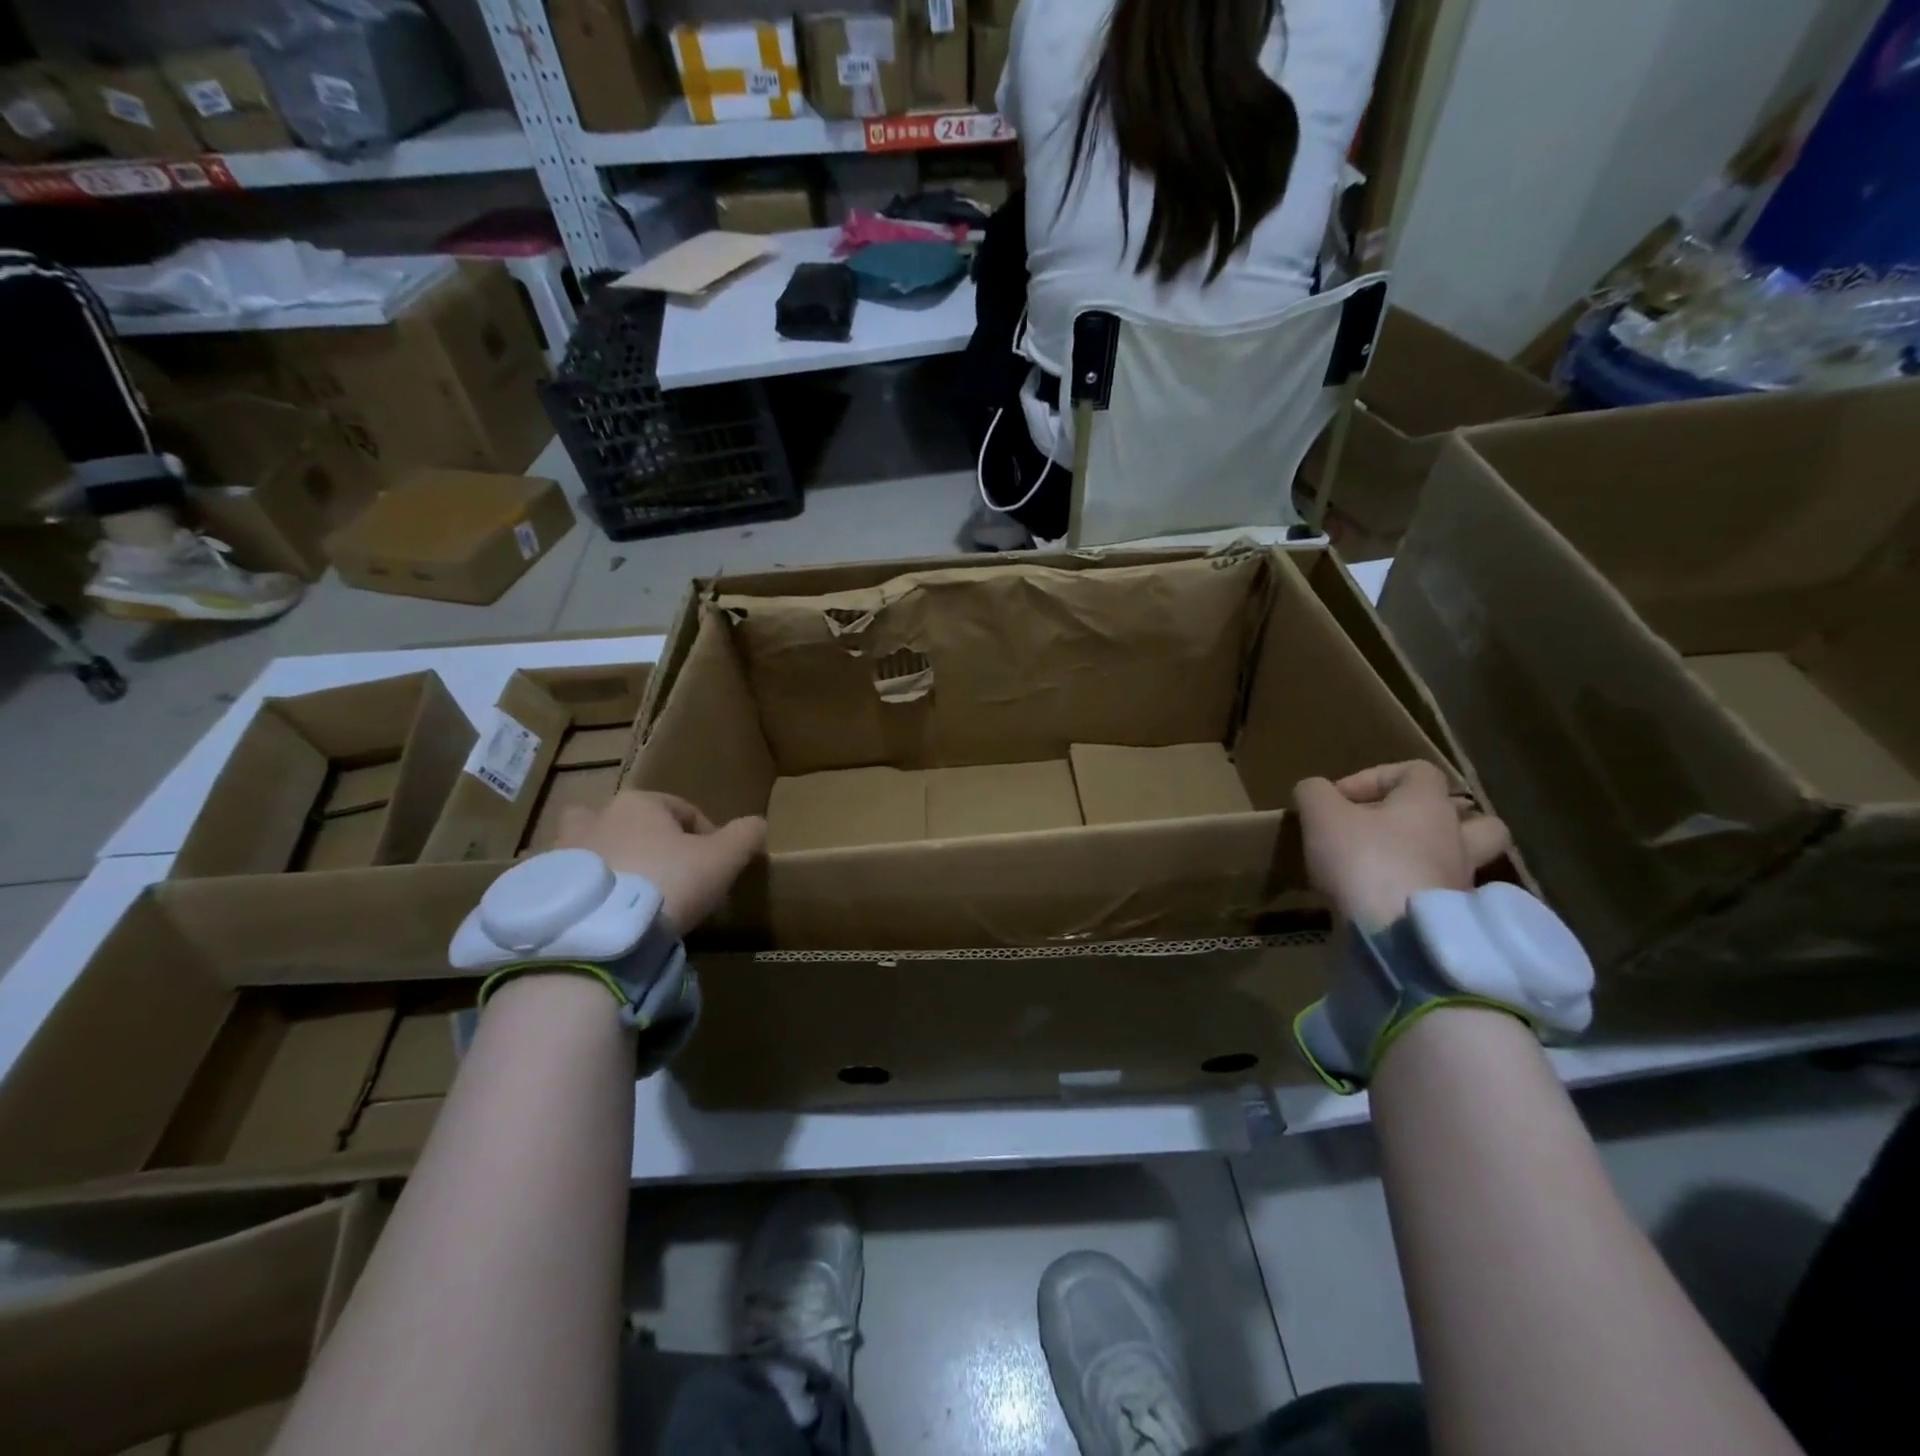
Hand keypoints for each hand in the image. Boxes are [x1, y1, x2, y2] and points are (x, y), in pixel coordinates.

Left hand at [557, 791, 765, 933]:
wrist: (598, 935)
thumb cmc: (666, 884)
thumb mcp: (722, 860)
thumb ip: (744, 837)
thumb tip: (758, 824)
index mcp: (639, 803)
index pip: (683, 810)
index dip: (707, 836)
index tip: (716, 868)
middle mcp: (595, 817)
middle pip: (628, 822)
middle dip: (646, 841)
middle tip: (664, 875)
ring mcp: (561, 852)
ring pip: (590, 849)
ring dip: (607, 864)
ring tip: (626, 898)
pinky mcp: (540, 888)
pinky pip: (566, 885)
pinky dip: (582, 894)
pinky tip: (599, 919)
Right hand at [1293, 761, 1509, 932]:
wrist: (1398, 937)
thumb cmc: (1364, 861)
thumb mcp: (1321, 815)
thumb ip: (1314, 792)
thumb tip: (1314, 790)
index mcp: (1429, 804)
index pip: (1417, 770)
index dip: (1374, 776)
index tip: (1339, 799)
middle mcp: (1457, 838)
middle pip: (1471, 817)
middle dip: (1435, 818)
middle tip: (1394, 829)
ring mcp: (1463, 881)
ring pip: (1465, 859)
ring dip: (1437, 858)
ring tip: (1400, 866)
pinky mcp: (1455, 919)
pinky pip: (1445, 897)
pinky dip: (1423, 894)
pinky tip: (1391, 901)